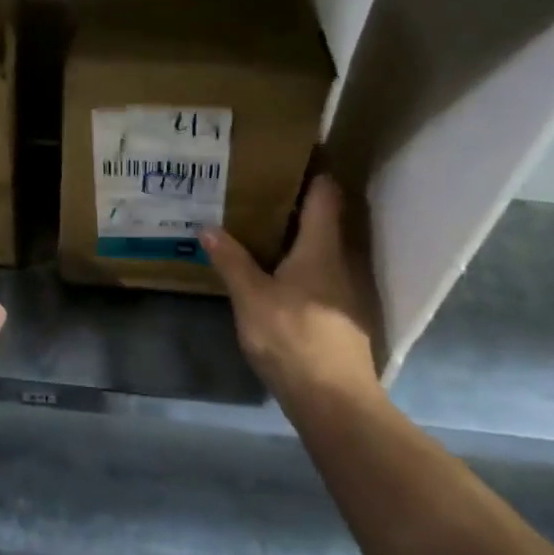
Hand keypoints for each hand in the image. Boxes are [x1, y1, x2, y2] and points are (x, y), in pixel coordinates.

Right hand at [203, 176, 381, 412]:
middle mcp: (340, 261)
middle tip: (260, 185)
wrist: (334, 402)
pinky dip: (299, 260)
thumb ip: (231, 260)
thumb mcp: (251, 297)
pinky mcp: (341, 314)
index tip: (289, 153)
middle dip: (296, 200)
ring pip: (322, 247)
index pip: (326, 193)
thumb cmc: (293, 338)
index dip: (313, 169)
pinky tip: (274, 269)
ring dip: (297, 232)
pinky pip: (320, 272)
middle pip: (325, 218)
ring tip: (260, 222)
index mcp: (321, 247)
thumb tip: (208, 226)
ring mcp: (345, 290)